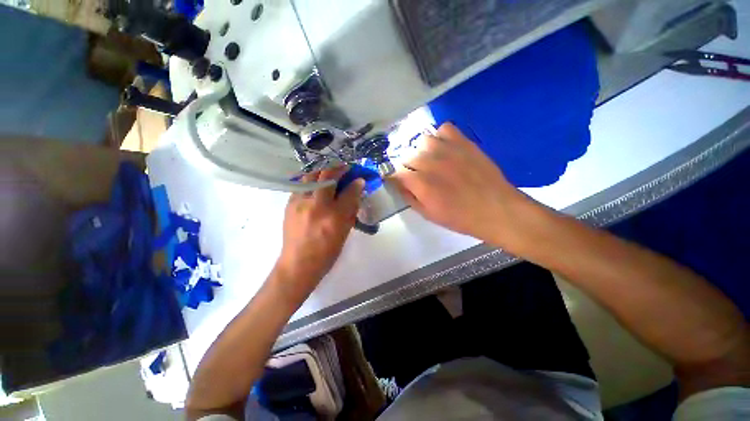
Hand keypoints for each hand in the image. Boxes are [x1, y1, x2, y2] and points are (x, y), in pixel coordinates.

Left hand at [273, 167, 363, 302]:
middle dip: (339, 168)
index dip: (357, 182)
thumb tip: (356, 192)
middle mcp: (316, 205)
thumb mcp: (345, 232)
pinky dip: (311, 181)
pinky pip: (301, 185)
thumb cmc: (327, 252)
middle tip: (346, 168)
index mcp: (334, 216)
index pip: (349, 191)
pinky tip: (316, 185)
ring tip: (330, 173)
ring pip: (311, 176)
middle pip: (328, 176)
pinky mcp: (289, 204)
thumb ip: (352, 210)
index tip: (360, 178)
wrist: (299, 263)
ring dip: (323, 171)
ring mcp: (300, 202)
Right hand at [391, 122, 528, 247]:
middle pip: (407, 156)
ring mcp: (447, 149)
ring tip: (430, 160)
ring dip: (422, 151)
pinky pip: (444, 128)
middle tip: (417, 176)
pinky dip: (441, 136)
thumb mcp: (428, 214)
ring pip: (422, 141)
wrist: (495, 209)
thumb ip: (409, 197)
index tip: (398, 181)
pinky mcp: (463, 142)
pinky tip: (445, 148)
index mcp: (420, 183)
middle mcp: (429, 162)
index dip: (395, 177)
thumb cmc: (459, 217)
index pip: (395, 172)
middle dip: (408, 167)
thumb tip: (398, 184)